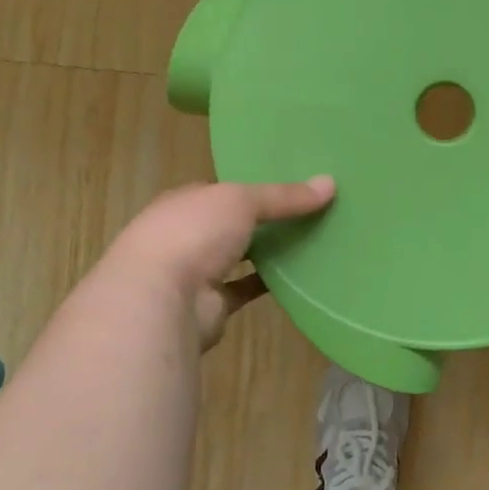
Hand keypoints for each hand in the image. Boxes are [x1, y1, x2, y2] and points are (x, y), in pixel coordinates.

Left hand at [104, 177, 335, 349]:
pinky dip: (268, 284)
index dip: (252, 187)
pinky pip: (245, 289)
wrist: (159, 300)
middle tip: (308, 213)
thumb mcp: (242, 200)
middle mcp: (186, 235)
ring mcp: (195, 273)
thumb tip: (330, 184)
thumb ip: (284, 196)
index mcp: (185, 202)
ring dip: (264, 253)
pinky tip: (299, 276)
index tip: (289, 187)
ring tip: (309, 241)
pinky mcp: (210, 306)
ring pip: (237, 257)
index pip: (221, 191)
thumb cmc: (193, 233)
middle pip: (230, 224)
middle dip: (261, 221)